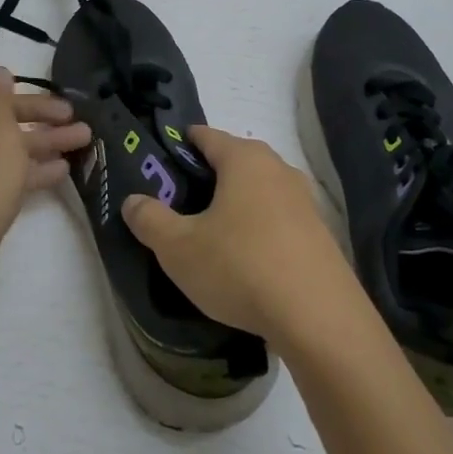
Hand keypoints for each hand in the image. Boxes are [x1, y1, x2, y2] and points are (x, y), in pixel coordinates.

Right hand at [122, 126, 360, 342]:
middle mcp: (278, 169)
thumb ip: (150, 219)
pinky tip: (247, 258)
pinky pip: (279, 219)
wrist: (319, 317)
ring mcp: (304, 201)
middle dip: (208, 176)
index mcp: (244, 159)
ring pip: (259, 190)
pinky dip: (259, 228)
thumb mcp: (178, 248)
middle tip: (180, 203)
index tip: (160, 163)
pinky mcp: (320, 233)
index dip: (180, 144)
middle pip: (235, 160)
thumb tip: (132, 200)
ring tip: (212, 233)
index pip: (206, 136)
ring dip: (236, 204)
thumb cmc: (240, 267)